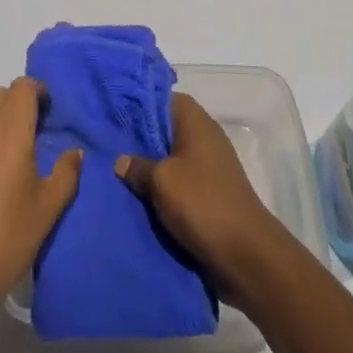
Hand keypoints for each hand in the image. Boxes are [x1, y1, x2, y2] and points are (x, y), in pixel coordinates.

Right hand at [115, 92, 287, 304]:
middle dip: (140, 139)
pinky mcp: (209, 194)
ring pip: (171, 159)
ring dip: (149, 168)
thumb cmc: (202, 203)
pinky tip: (137, 197)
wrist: (245, 254)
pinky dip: (161, 189)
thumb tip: (121, 161)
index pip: (166, 98)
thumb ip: (138, 166)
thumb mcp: (162, 180)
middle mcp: (204, 139)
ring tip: (116, 173)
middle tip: (108, 145)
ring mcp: (209, 168)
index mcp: (196, 123)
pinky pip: (179, 183)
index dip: (141, 103)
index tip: (115, 113)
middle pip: (166, 129)